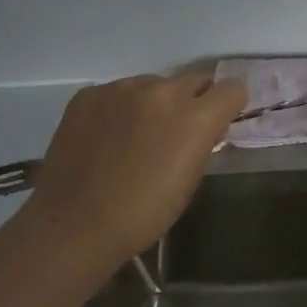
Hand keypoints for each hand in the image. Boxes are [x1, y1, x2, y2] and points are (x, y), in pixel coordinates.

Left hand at [14, 67, 247, 267]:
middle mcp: (162, 91)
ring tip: (137, 136)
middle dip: (195, 101)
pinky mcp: (89, 94)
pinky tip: (108, 137)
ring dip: (156, 103)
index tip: (220, 123)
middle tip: (178, 131)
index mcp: (195, 117)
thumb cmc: (143, 214)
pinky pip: (119, 92)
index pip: (232, 89)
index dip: (230, 106)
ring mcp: (121, 89)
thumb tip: (206, 128)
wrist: (74, 225)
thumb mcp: (191, 180)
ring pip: (155, 84)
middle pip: (195, 80)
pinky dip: (121, 108)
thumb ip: (204, 142)